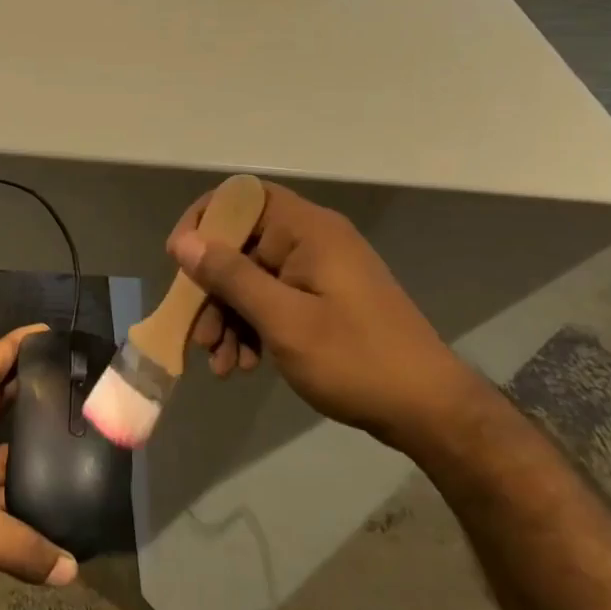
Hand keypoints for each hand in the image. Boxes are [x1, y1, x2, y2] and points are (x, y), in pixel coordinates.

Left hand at [0, 323, 77, 609]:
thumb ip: (18, 543)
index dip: (16, 346)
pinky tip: (59, 505)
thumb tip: (72, 569)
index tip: (53, 332)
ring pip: (2, 456)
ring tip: (81, 442)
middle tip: (80, 386)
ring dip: (33, 451)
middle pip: (0, 406)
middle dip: (34, 393)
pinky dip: (24, 502)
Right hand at [168, 182, 482, 444]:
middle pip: (241, 245)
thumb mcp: (283, 320)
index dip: (204, 221)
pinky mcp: (322, 300)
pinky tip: (244, 365)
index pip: (242, 198)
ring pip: (252, 278)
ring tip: (222, 365)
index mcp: (307, 230)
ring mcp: (318, 272)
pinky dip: (252, 328)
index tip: (180, 262)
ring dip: (229, 317)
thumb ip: (230, 276)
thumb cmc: (355, 359)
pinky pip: (273, 300)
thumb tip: (184, 242)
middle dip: (212, 290)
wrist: (429, 411)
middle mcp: (311, 241)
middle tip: (198, 335)